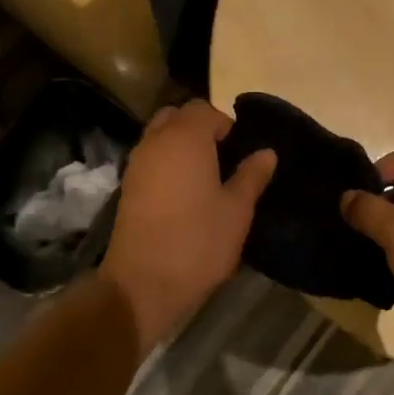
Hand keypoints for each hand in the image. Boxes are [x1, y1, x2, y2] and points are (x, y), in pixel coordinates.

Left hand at [100, 100, 274, 351]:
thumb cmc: (198, 242)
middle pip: (177, 116)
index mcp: (185, 138)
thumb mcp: (237, 210)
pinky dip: (166, 163)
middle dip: (200, 128)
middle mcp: (156, 141)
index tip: (240, 151)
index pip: (204, 109)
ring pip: (160, 136)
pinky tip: (184, 193)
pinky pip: (150, 158)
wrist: (142, 284)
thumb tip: (266, 152)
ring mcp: (136, 163)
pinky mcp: (127, 187)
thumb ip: (251, 175)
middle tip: (223, 158)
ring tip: (205, 177)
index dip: (225, 124)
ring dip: (181, 144)